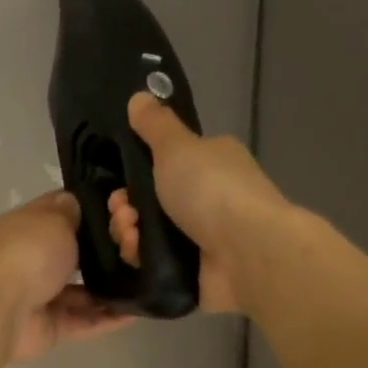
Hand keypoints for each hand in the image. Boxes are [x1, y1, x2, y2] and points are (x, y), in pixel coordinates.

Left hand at [0, 192, 134, 361]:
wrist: (0, 310)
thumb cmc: (28, 254)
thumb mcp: (53, 220)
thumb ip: (70, 213)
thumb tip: (75, 203)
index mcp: (27, 229)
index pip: (59, 213)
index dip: (88, 210)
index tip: (122, 210)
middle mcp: (33, 261)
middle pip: (73, 255)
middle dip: (104, 253)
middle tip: (141, 249)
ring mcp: (41, 297)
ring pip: (82, 292)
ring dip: (109, 289)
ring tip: (145, 282)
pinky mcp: (51, 328)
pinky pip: (84, 322)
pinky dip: (108, 319)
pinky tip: (137, 311)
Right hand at [107, 93, 289, 314]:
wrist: (247, 252)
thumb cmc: (212, 190)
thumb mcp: (177, 147)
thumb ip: (155, 125)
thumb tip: (139, 96)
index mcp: (209, 162)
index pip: (163, 164)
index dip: (135, 172)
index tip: (120, 181)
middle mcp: (207, 198)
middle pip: (148, 201)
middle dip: (125, 206)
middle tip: (123, 211)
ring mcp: (200, 237)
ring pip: (146, 233)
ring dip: (128, 232)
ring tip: (130, 235)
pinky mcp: (193, 271)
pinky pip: (154, 263)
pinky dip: (140, 258)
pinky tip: (137, 255)